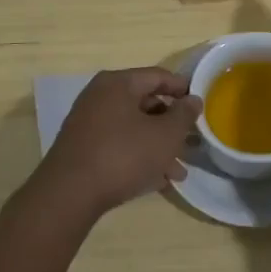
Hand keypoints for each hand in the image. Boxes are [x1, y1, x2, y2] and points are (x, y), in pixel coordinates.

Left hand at [28, 68, 202, 222]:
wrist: (68, 195)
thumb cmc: (123, 155)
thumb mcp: (164, 135)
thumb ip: (183, 115)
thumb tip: (193, 100)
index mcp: (118, 84)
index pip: (158, 76)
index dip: (183, 89)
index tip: (201, 105)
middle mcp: (100, 97)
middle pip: (145, 103)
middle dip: (171, 125)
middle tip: (191, 142)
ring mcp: (88, 123)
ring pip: (133, 128)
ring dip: (158, 146)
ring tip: (179, 172)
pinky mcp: (82, 149)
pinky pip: (119, 145)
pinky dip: (139, 157)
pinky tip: (157, 180)